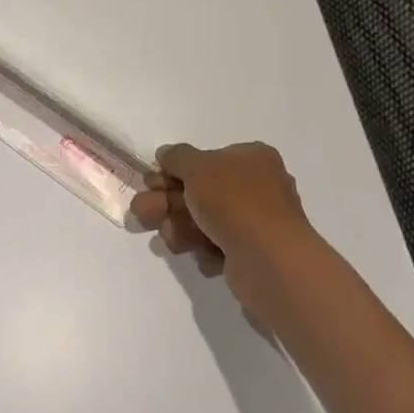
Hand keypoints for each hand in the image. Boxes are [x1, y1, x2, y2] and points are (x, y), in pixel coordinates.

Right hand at [131, 141, 322, 324]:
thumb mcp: (197, 166)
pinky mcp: (253, 253)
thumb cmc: (233, 201)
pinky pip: (218, 246)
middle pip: (200, 192)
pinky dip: (205, 250)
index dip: (174, 172)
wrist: (268, 259)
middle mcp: (258, 186)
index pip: (206, 160)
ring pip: (205, 221)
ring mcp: (257, 221)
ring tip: (172, 239)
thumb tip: (166, 153)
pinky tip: (204, 255)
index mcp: (252, 158)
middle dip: (168, 204)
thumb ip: (177, 156)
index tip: (151, 184)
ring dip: (181, 228)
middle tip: (145, 214)